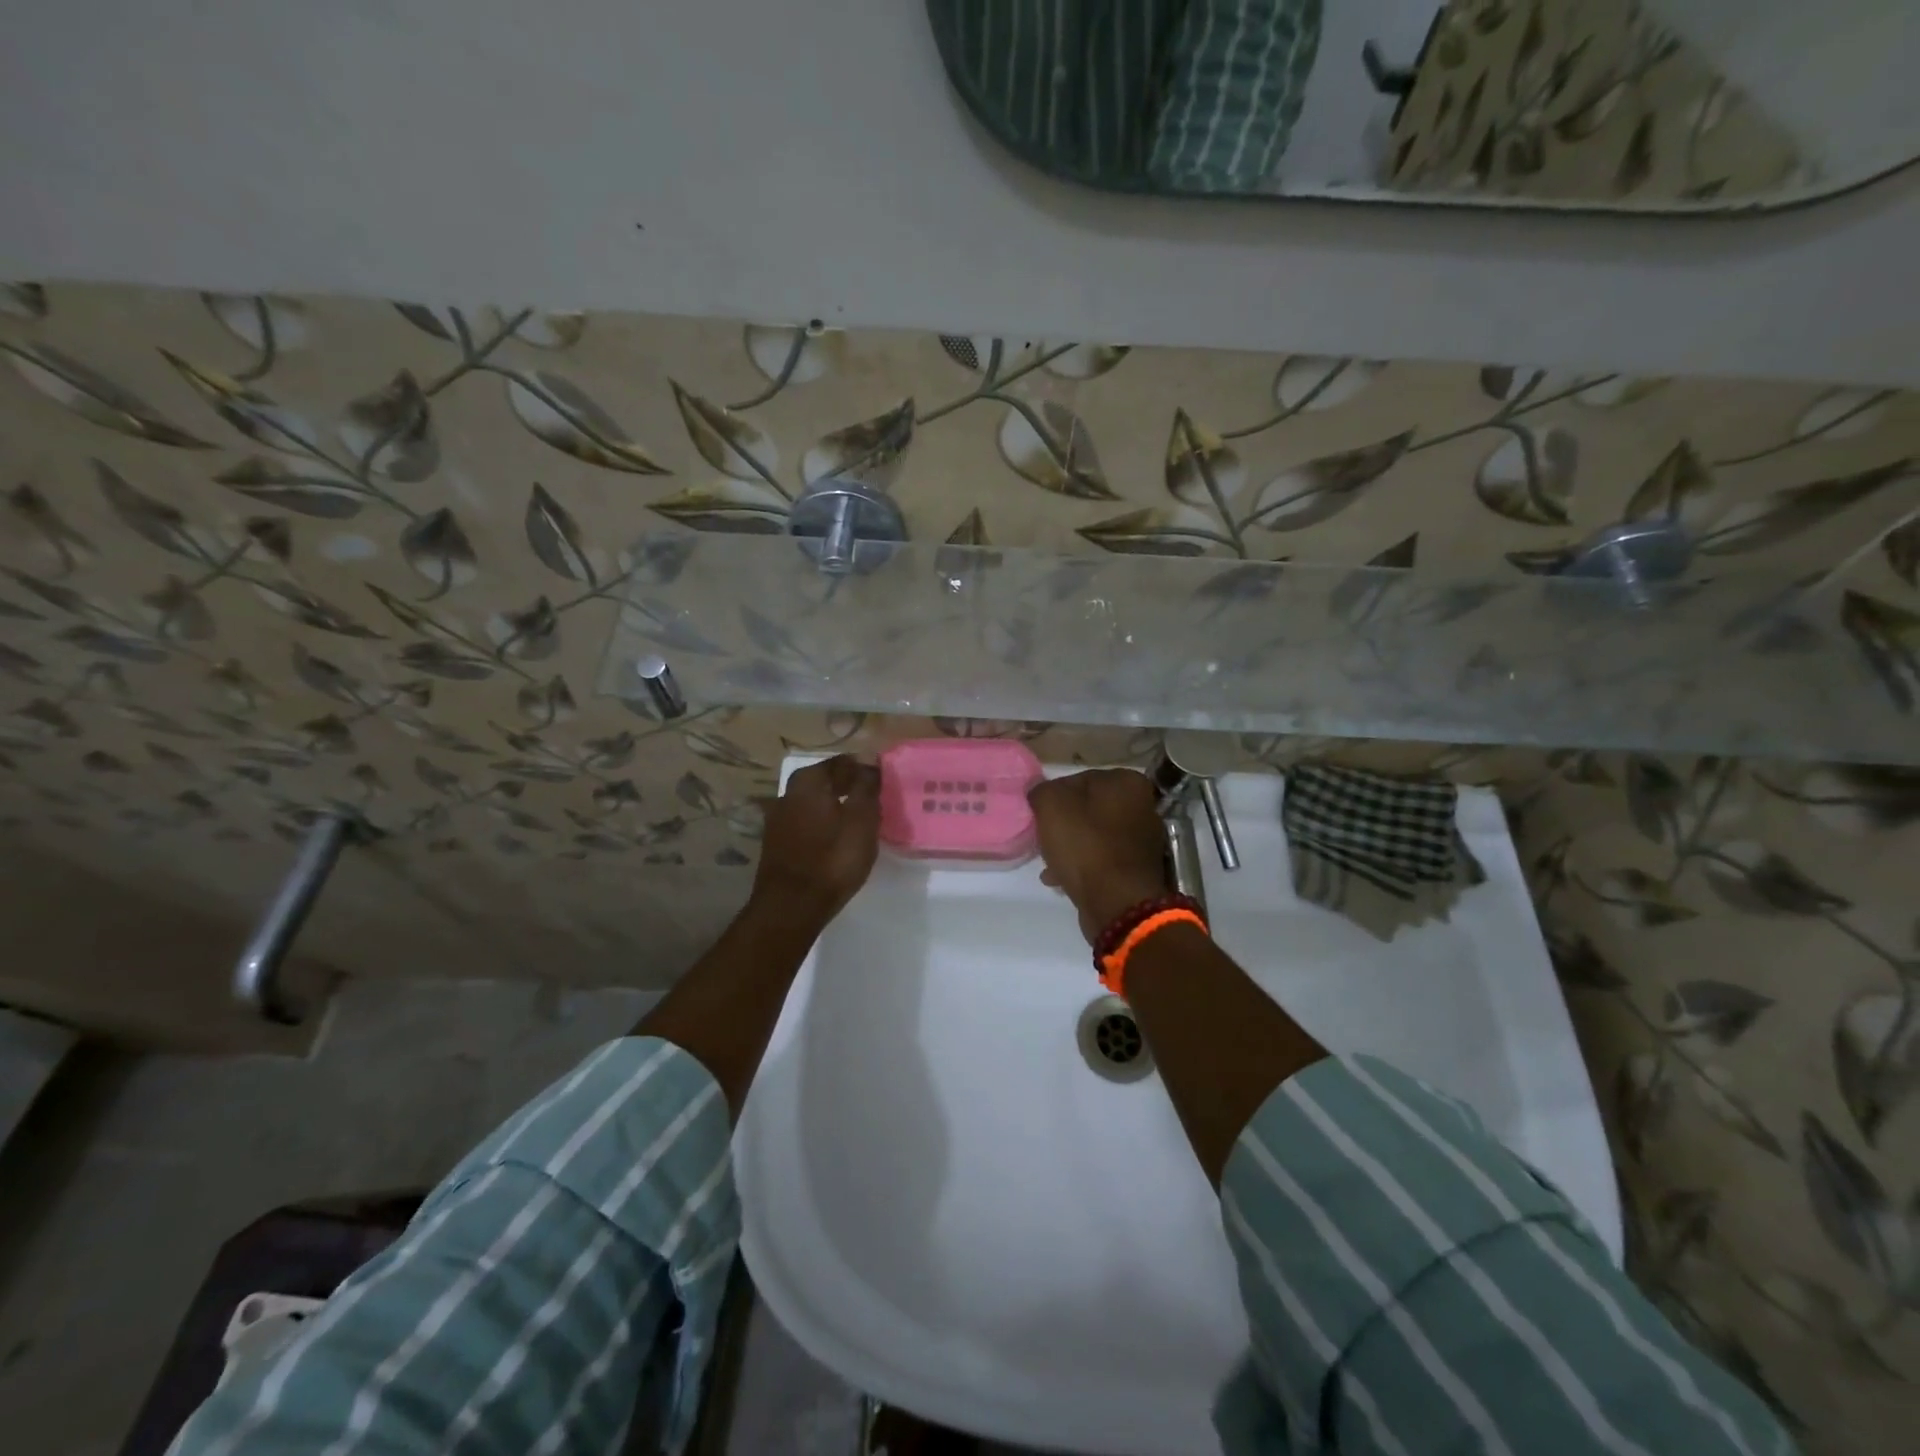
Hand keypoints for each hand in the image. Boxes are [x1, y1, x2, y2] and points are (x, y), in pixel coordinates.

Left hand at [751, 754, 881, 925]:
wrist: (792, 907)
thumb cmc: (833, 858)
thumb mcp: (861, 819)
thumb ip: (866, 787)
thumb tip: (869, 762)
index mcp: (807, 781)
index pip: (841, 762)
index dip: (863, 768)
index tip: (882, 780)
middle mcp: (787, 794)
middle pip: (824, 782)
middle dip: (847, 786)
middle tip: (872, 799)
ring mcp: (778, 820)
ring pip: (814, 804)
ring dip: (834, 807)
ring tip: (858, 820)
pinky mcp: (776, 845)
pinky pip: (806, 824)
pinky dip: (823, 826)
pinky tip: (837, 839)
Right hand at [1027, 769, 1167, 943]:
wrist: (1117, 904)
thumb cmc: (1085, 846)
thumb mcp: (1050, 806)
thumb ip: (1041, 790)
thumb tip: (1040, 793)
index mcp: (1127, 782)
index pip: (1078, 779)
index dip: (1053, 796)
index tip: (1039, 815)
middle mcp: (1143, 805)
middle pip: (1088, 808)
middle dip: (1063, 824)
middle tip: (1043, 838)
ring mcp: (1143, 839)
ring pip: (1094, 835)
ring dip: (1070, 847)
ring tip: (1048, 864)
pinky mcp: (1138, 868)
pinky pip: (1103, 859)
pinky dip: (1083, 866)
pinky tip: (1061, 880)